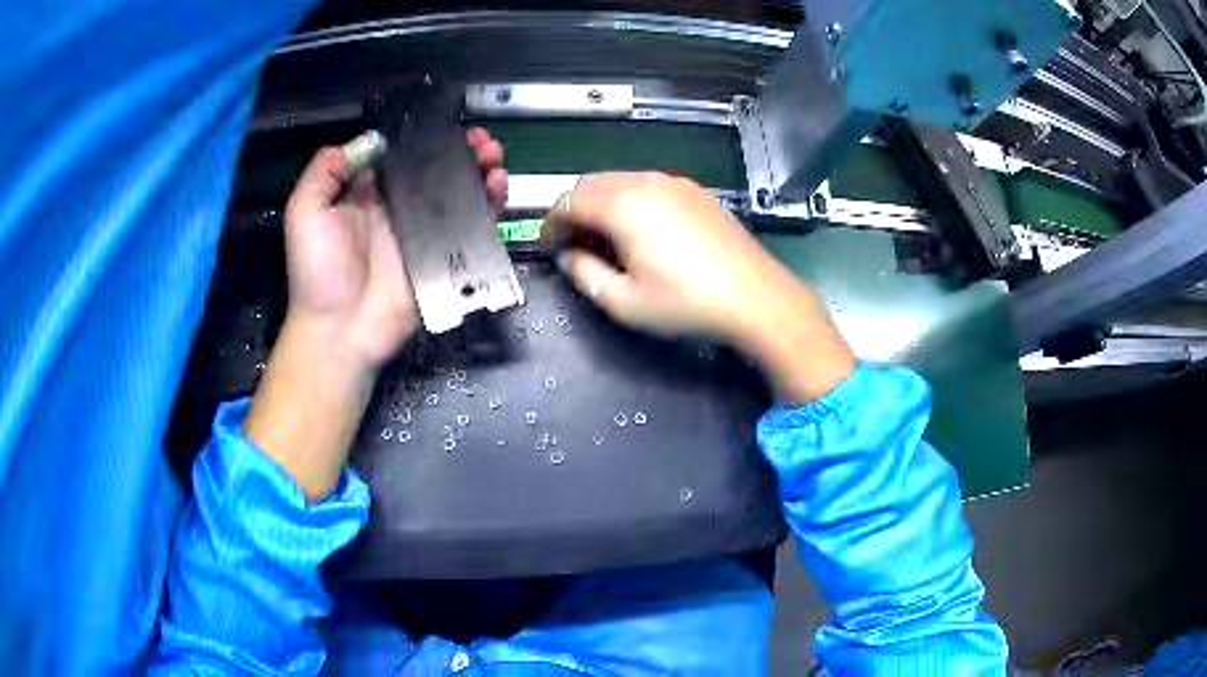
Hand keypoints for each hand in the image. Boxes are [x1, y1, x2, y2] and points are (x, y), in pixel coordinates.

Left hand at [282, 127, 507, 370]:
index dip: (428, 138)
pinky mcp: (445, 258)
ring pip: (461, 195)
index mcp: (370, 194)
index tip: (449, 126)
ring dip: (481, 172)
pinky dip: (490, 206)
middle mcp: (401, 208)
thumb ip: (326, 171)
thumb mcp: (305, 212)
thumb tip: (372, 141)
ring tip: (494, 158)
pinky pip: (473, 228)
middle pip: (439, 171)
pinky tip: (498, 187)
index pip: (405, 156)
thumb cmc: (317, 272)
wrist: (340, 330)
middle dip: (463, 152)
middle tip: (482, 141)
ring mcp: (426, 233)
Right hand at [547, 172, 854, 401]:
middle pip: (591, 185)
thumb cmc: (686, 303)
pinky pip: (647, 186)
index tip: (549, 249)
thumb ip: (583, 274)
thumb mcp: (624, 302)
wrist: (755, 296)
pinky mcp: (694, 191)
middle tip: (576, 247)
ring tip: (607, 242)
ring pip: (620, 181)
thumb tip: (568, 255)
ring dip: (602, 205)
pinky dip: (630, 202)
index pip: (568, 202)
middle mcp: (645, 182)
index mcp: (622, 205)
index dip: (551, 225)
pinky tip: (641, 233)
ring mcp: (673, 182)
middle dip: (574, 212)